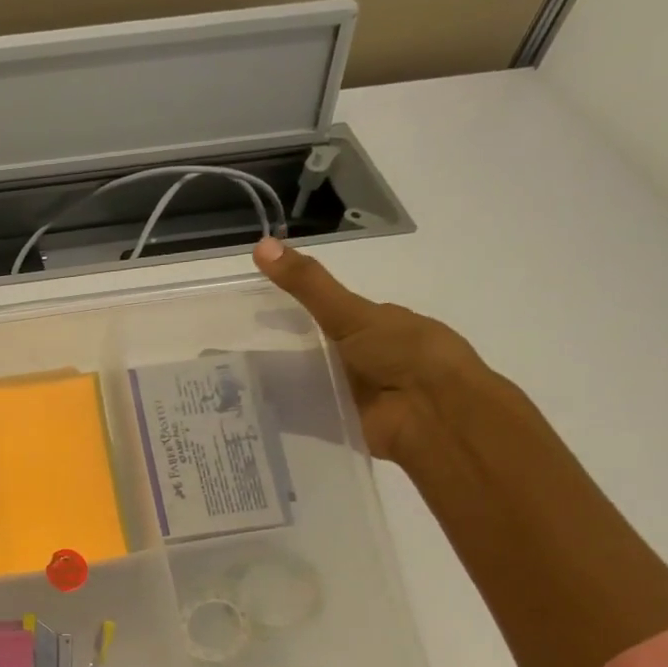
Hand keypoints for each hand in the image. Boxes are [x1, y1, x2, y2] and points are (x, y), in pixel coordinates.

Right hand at [253, 237, 494, 468]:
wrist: (434, 415)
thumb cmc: (404, 354)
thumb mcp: (351, 313)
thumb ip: (308, 285)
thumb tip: (261, 244)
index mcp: (378, 324)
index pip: (332, 312)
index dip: (296, 308)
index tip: (255, 309)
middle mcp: (368, 356)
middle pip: (318, 347)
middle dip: (284, 347)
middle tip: (235, 345)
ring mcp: (359, 391)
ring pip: (311, 380)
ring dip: (283, 379)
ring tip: (233, 377)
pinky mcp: (345, 422)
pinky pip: (309, 413)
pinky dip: (287, 411)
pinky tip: (252, 407)